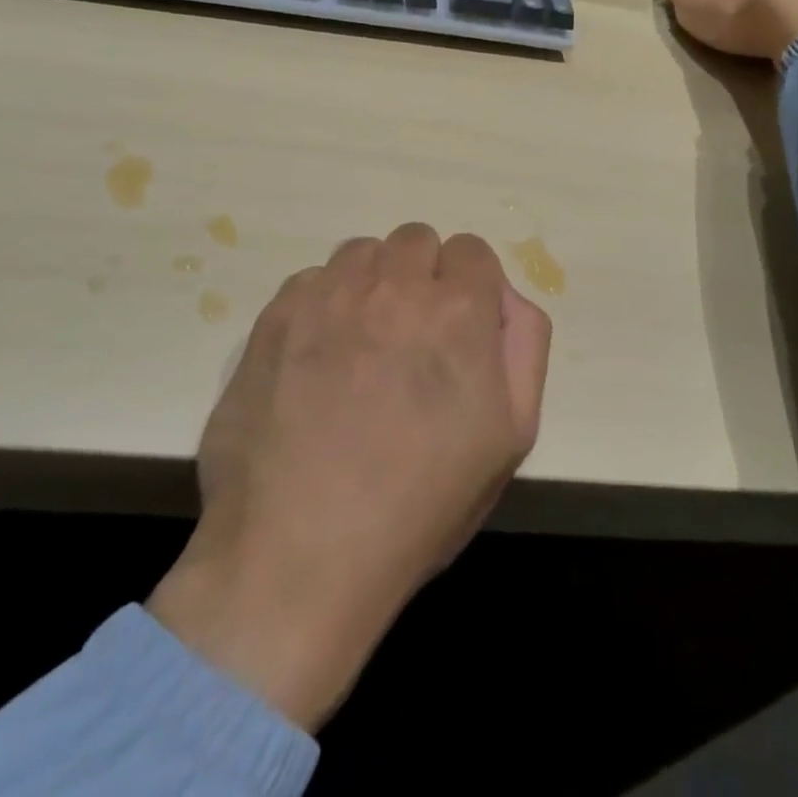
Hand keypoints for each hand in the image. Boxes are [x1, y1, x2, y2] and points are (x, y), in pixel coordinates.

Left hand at [147, 225, 551, 729]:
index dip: (470, 289)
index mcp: (457, 309)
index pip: (472, 251)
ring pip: (362, 253)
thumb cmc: (419, 506)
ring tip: (361, 347)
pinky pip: (312, 280)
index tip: (457, 332)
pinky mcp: (275, 315)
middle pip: (417, 240)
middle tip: (410, 341)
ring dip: (372, 284)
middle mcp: (393, 283)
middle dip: (422, 278)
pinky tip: (316, 361)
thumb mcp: (510, 437)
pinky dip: (323, 305)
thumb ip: (523, 346)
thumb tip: (504, 298)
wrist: (296, 556)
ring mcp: (327, 294)